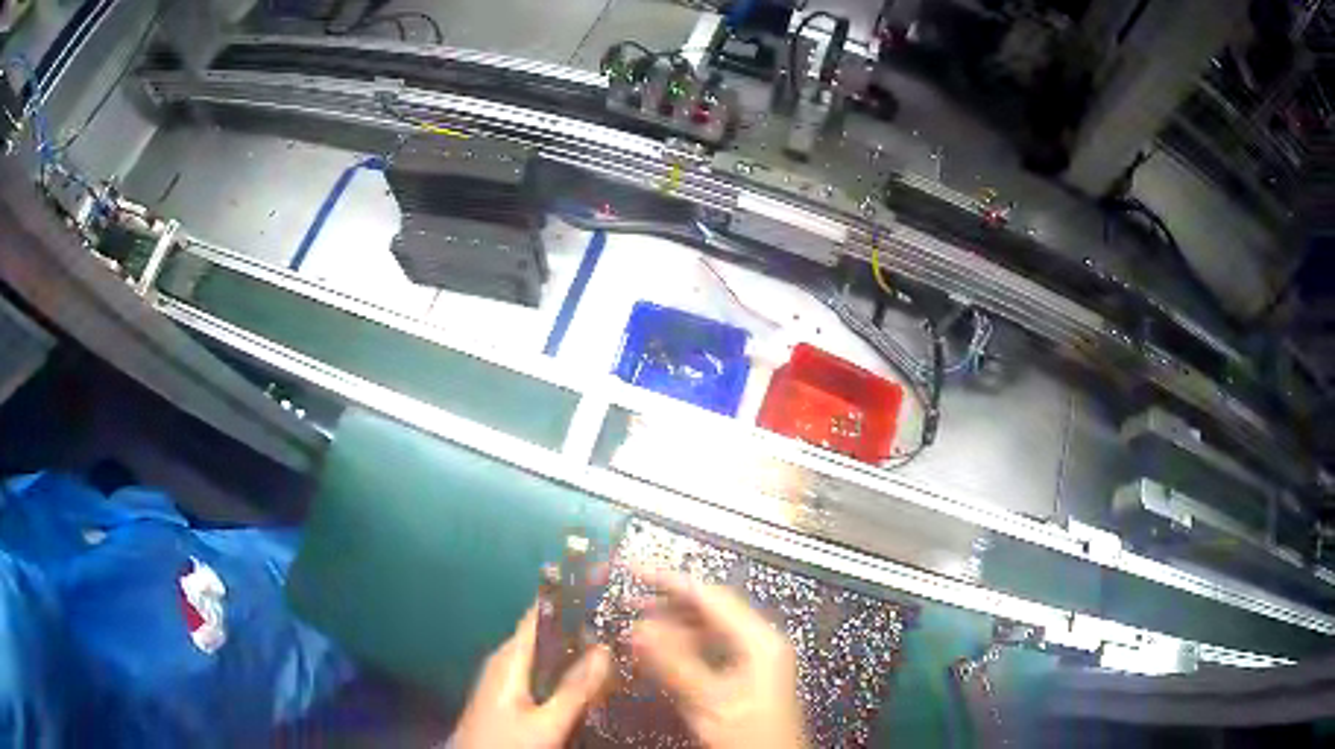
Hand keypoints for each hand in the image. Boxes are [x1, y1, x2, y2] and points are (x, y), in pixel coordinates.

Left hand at [450, 602, 611, 748]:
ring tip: (614, 643)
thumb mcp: (547, 723)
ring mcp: (505, 678)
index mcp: (511, 657)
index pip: (541, 613)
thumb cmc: (506, 742)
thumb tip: (606, 648)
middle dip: (580, 623)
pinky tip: (588, 678)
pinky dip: (565, 668)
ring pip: (546, 654)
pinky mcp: (509, 696)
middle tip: (621, 617)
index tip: (603, 579)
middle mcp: (506, 660)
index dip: (569, 594)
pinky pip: (541, 671)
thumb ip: (575, 689)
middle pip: (546, 632)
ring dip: (575, 648)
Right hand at [630, 569, 806, 748]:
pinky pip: (710, 650)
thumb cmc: (750, 734)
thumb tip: (637, 628)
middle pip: (710, 611)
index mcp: (759, 640)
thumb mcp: (709, 701)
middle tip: (627, 600)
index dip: (670, 580)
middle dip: (668, 604)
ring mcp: (754, 659)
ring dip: (672, 628)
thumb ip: (673, 664)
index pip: (711, 597)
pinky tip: (657, 655)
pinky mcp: (745, 676)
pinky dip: (682, 649)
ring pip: (708, 631)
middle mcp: (760, 642)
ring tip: (635, 628)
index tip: (635, 569)